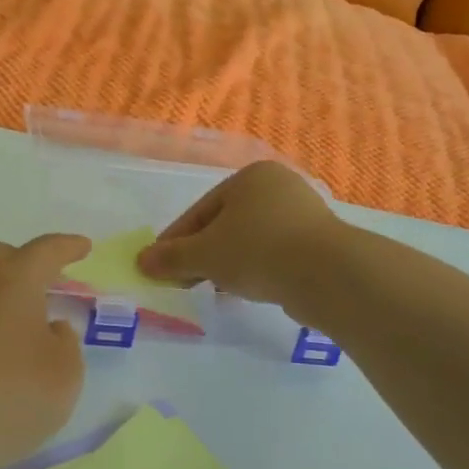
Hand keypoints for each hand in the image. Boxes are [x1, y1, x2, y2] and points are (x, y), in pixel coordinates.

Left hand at [0, 235, 89, 468]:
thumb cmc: (4, 397)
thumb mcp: (62, 377)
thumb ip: (65, 346)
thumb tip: (50, 329)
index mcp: (12, 281)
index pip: (44, 252)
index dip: (67, 247)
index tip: (82, 247)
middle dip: (23, 261)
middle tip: (44, 283)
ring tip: (18, 325)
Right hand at [138, 161, 346, 306]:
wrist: (327, 274)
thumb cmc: (257, 251)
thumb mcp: (204, 254)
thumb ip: (171, 257)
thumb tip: (141, 261)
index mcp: (250, 178)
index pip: (200, 211)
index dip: (175, 241)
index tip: (158, 266)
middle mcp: (278, 187)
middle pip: (225, 224)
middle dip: (201, 254)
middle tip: (182, 281)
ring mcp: (303, 214)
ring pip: (249, 240)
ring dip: (226, 264)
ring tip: (212, 289)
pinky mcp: (318, 243)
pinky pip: (273, 254)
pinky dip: (254, 269)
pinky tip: (245, 290)